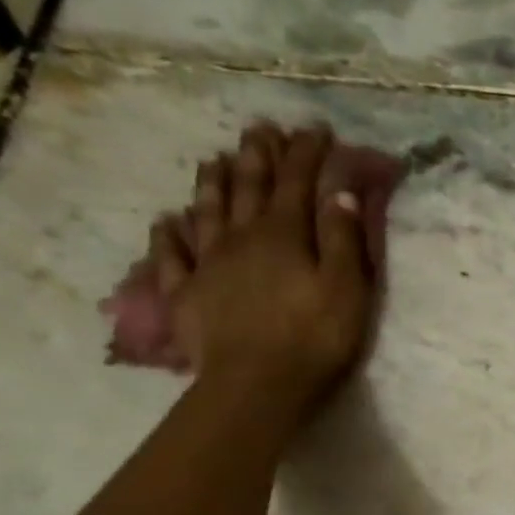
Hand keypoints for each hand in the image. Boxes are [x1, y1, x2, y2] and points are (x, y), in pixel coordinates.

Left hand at [145, 124, 377, 413]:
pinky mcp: (185, 295)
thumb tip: (339, 193)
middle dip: (257, 156)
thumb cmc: (314, 338)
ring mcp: (207, 265)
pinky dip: (168, 234)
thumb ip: (342, 239)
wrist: (257, 386)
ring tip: (214, 157)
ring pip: (207, 212)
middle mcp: (240, 238)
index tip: (315, 130)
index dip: (307, 154)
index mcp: (283, 235)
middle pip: (247, 188)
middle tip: (260, 129)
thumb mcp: (347, 288)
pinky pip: (171, 256)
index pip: (297, 183)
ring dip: (212, 182)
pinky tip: (167, 220)